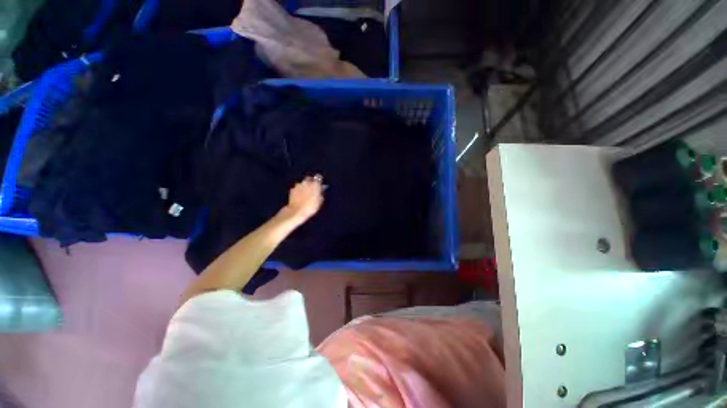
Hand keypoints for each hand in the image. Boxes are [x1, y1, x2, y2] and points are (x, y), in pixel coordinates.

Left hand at [282, 175, 324, 223]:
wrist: (297, 211)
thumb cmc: (311, 207)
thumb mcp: (320, 201)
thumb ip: (320, 194)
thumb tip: (320, 190)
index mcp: (315, 184)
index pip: (319, 177)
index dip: (319, 180)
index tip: (320, 183)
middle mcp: (306, 182)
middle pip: (309, 178)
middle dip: (311, 181)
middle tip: (312, 188)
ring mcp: (298, 185)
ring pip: (302, 183)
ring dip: (304, 186)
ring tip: (305, 193)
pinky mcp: (292, 189)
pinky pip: (297, 188)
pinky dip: (299, 190)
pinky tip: (300, 196)